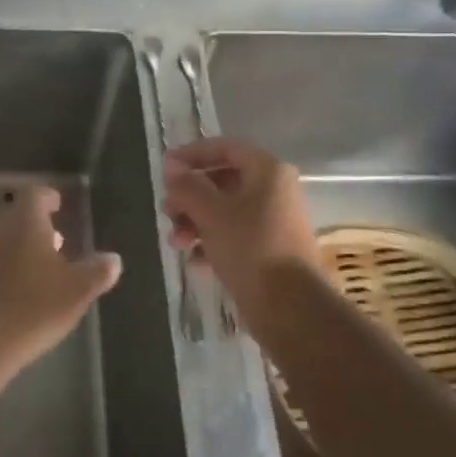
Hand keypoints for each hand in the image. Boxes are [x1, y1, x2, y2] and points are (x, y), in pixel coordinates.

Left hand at [0, 186, 121, 372]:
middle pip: (18, 218)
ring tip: (48, 269)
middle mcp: (1, 233)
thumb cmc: (34, 306)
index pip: (34, 195)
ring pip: (6, 242)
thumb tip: (113, 259)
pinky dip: (12, 270)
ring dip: (25, 249)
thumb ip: (97, 272)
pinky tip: (27, 293)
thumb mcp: (77, 290)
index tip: (58, 204)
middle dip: (38, 226)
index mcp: (26, 224)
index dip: (47, 197)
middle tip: (59, 239)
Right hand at [163, 138, 319, 316]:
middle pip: (223, 181)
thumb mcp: (211, 213)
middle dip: (190, 196)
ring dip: (195, 222)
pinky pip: (234, 235)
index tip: (165, 169)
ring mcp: (274, 221)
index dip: (192, 154)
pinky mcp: (270, 250)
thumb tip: (171, 166)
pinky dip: (211, 242)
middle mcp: (274, 191)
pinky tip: (193, 260)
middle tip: (167, 211)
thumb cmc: (250, 248)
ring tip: (175, 243)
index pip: (225, 148)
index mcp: (268, 171)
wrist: (290, 308)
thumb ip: (188, 186)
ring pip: (225, 210)